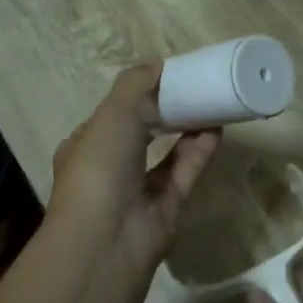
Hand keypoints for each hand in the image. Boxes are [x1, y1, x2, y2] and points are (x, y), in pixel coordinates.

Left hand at [49, 64, 219, 279]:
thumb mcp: (112, 114)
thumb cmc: (99, 167)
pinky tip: (217, 128)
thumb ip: (136, 84)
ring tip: (210, 102)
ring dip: (186, 128)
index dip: (136, 94)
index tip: (164, 77)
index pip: (111, 115)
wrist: (107, 239)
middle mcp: (110, 168)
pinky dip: (200, 151)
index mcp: (85, 145)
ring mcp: (138, 190)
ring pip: (167, 153)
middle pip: (141, 132)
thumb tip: (159, 64)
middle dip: (166, 111)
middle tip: (193, 88)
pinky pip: (185, 172)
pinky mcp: (166, 208)